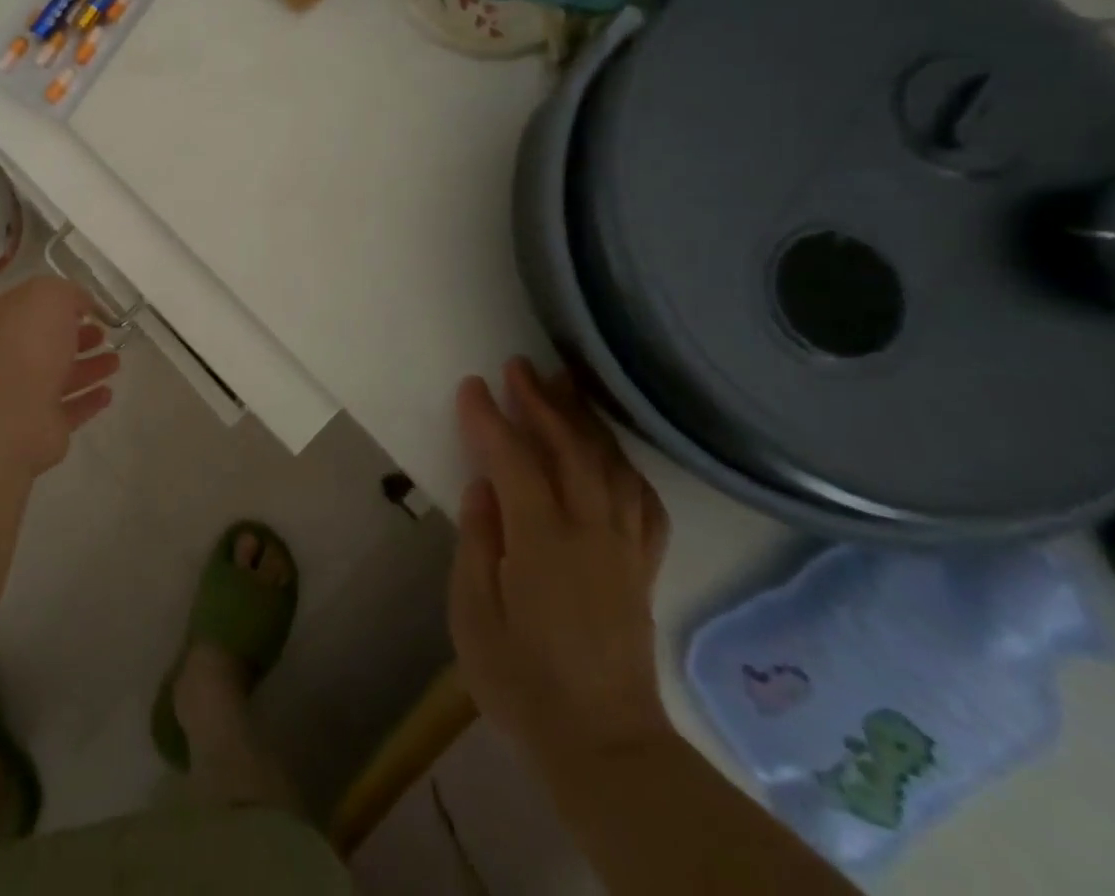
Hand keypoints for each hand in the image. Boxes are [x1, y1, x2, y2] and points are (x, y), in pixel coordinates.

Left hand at [0, 277, 121, 476]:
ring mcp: (25, 392)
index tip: (91, 307)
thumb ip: (68, 293)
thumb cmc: (30, 343)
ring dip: (89, 368)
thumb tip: (81, 303)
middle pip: (49, 343)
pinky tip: (108, 393)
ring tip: (116, 361)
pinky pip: (71, 408)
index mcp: (6, 320)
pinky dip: (89, 400)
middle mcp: (12, 354)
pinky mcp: (42, 424)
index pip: (35, 306)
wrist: (13, 411)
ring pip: (62, 376)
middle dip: (79, 337)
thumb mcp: (51, 295)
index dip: (63, 303)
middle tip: (105, 334)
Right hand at [448, 358, 671, 764]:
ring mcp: (624, 548)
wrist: (605, 747)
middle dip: (543, 402)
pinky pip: (642, 501)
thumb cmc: (522, 681)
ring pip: (611, 466)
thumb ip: (478, 541)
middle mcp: (591, 533)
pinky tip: (610, 452)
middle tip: (519, 367)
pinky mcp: (642, 567)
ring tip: (565, 386)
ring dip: (585, 420)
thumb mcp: (474, 613)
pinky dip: (624, 465)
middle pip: (571, 450)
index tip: (471, 385)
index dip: (490, 419)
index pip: (515, 461)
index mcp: (542, 543)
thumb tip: (483, 487)